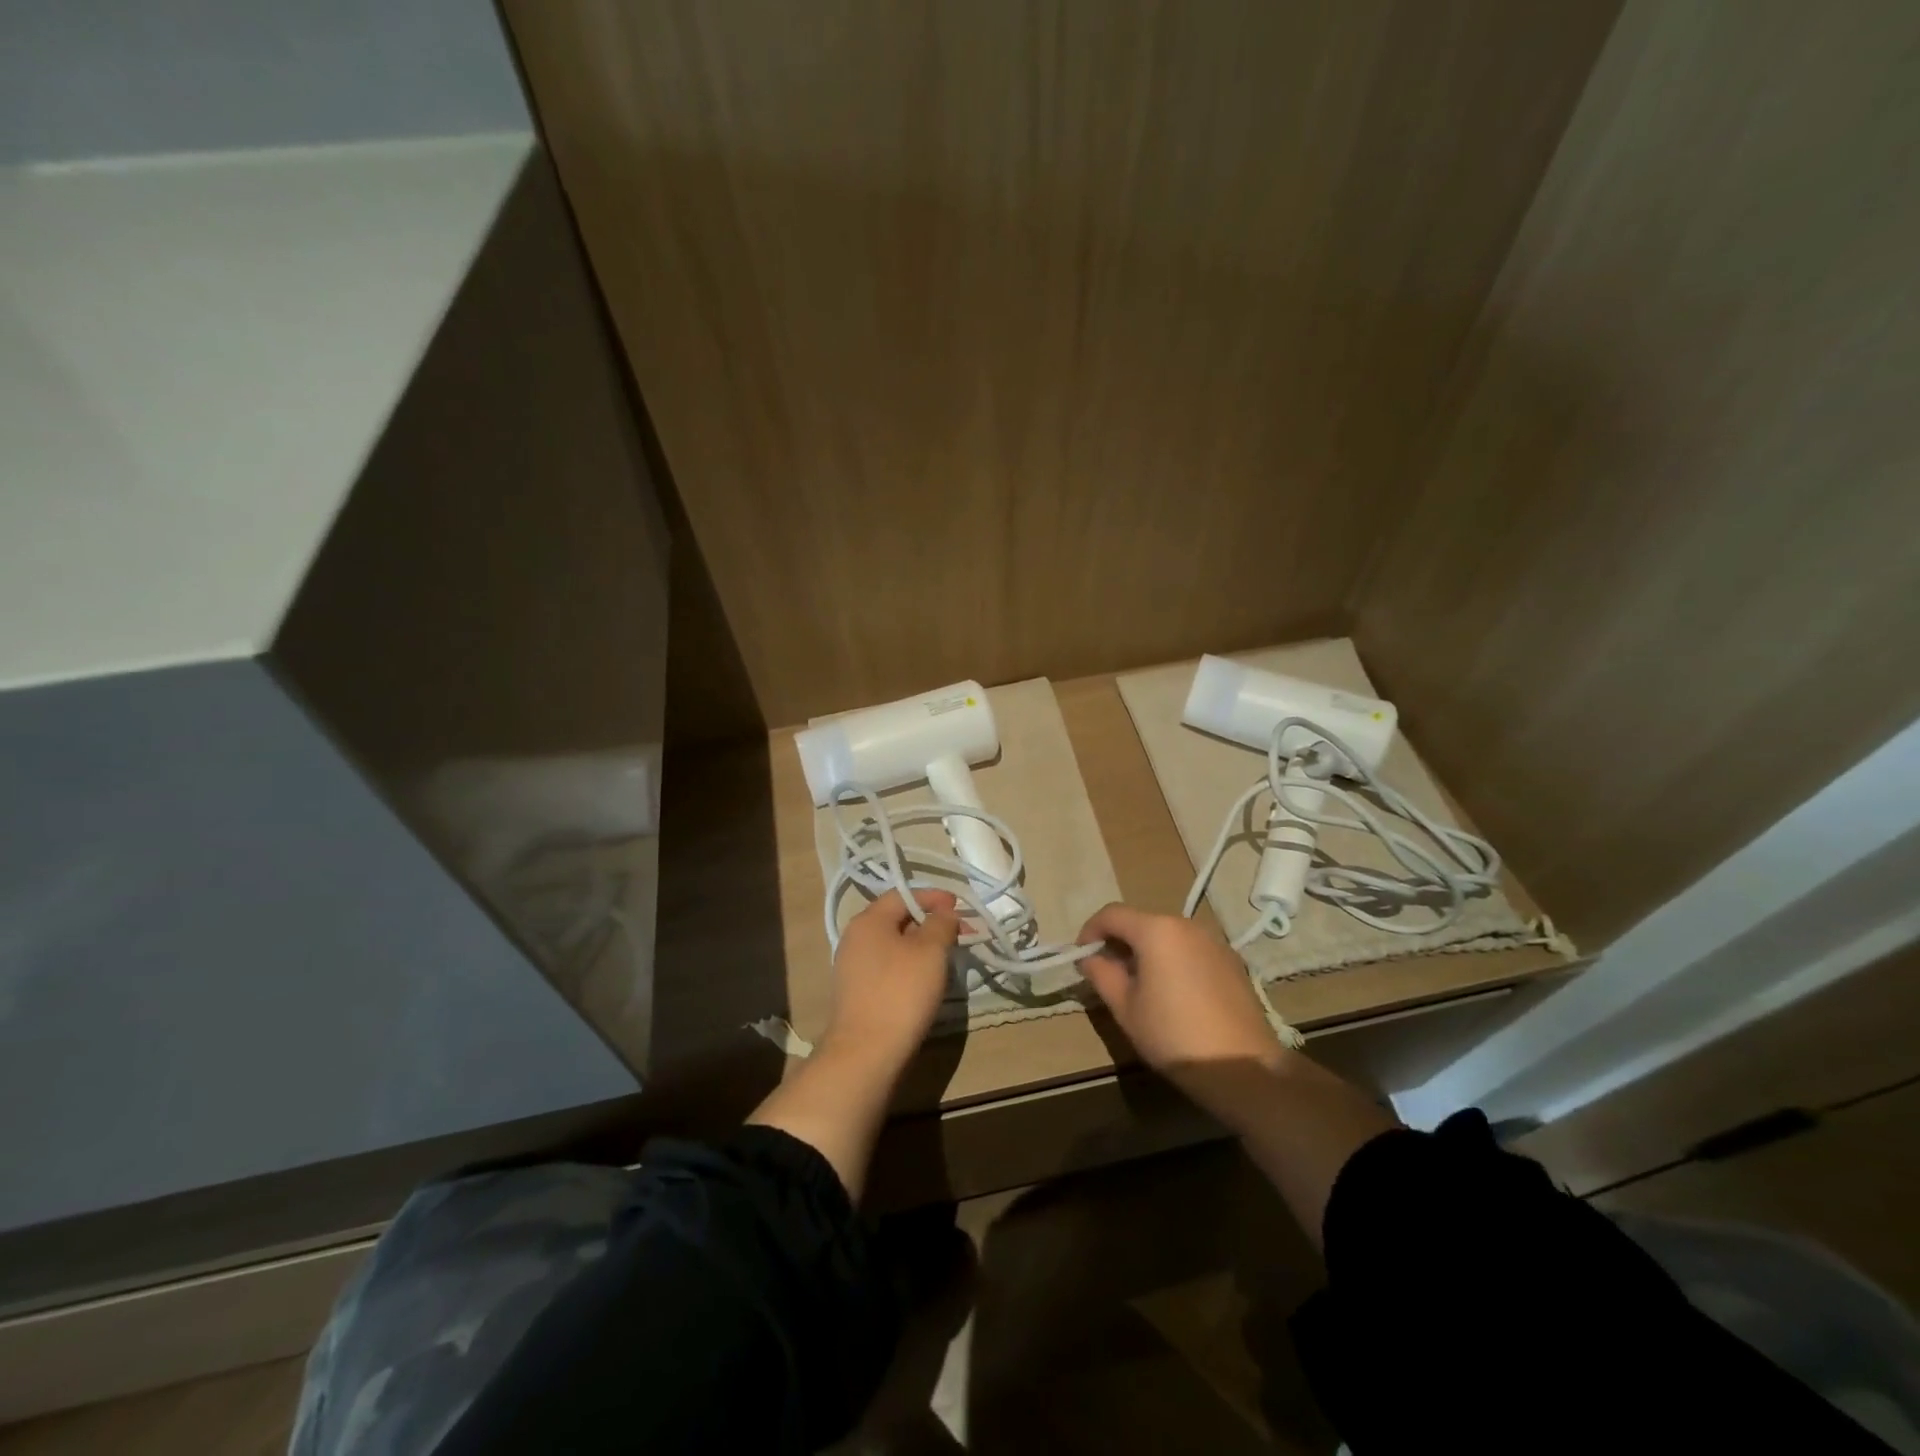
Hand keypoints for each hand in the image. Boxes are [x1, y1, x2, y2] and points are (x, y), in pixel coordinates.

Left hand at [822, 889, 961, 1068]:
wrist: (866, 1052)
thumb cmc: (901, 992)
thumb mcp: (930, 951)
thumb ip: (941, 924)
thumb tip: (944, 913)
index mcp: (868, 920)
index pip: (903, 894)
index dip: (933, 896)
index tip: (959, 905)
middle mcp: (855, 938)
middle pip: (896, 918)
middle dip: (930, 921)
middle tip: (959, 931)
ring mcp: (852, 967)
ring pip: (893, 944)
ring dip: (921, 945)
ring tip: (947, 955)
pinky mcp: (857, 992)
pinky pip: (887, 966)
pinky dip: (909, 964)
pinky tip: (925, 979)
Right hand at [1075, 903, 1287, 1086]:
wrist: (1244, 1067)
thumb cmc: (1174, 1036)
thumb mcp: (1125, 1008)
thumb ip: (1102, 974)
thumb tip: (1090, 957)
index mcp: (1156, 930)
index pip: (1111, 914)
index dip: (1090, 931)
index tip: (1081, 957)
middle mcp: (1186, 924)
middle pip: (1141, 921)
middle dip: (1119, 942)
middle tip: (1106, 973)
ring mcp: (1213, 941)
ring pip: (1167, 935)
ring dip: (1146, 950)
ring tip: (1139, 985)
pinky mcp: (1231, 960)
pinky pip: (1190, 949)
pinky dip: (1172, 959)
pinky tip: (1173, 993)